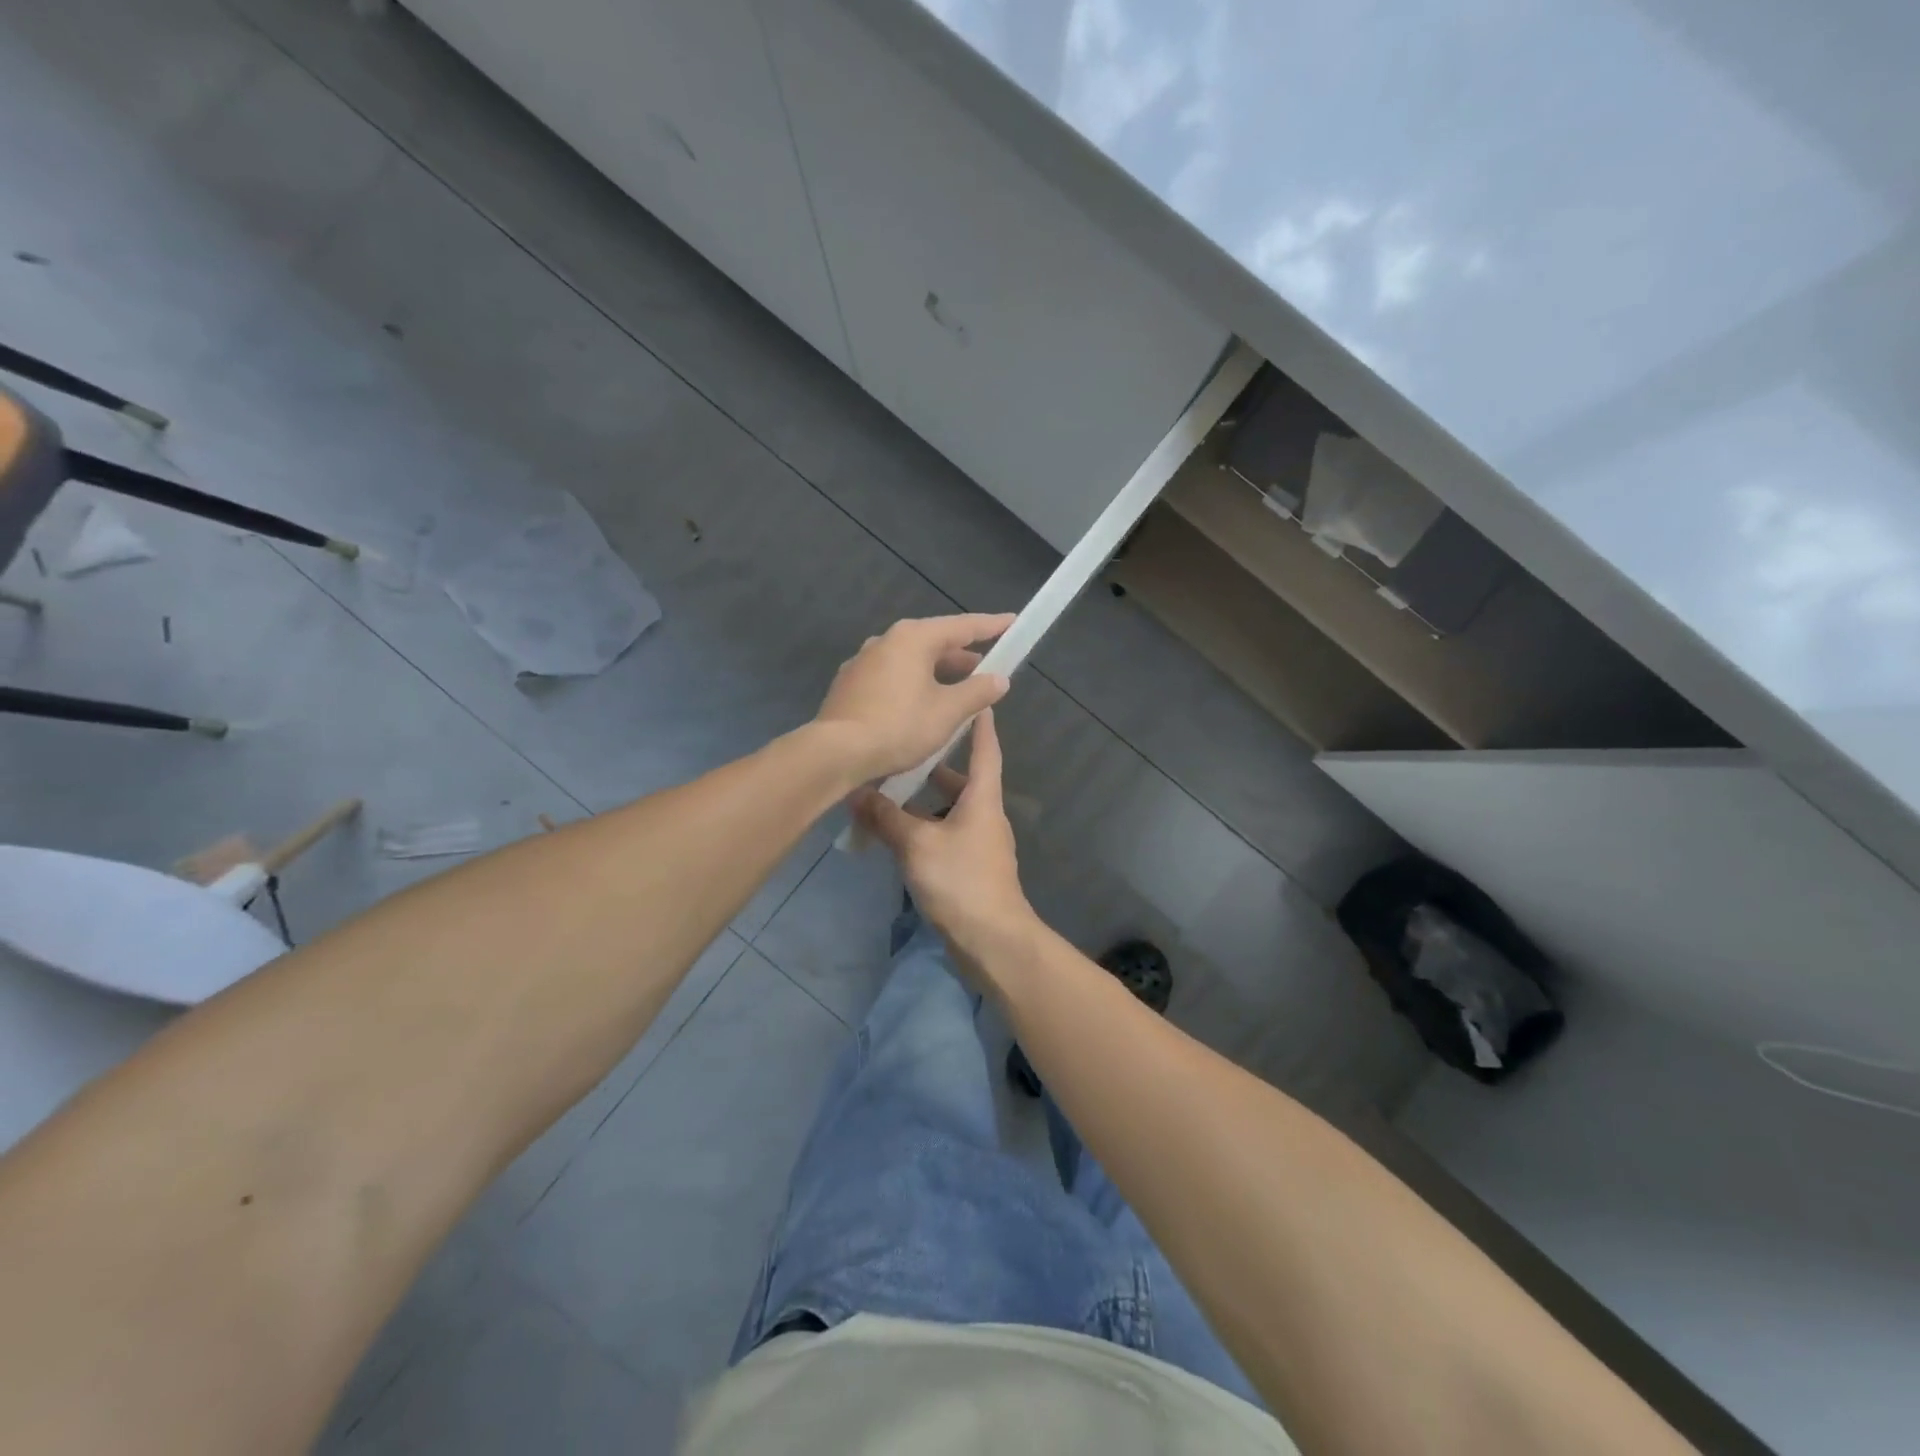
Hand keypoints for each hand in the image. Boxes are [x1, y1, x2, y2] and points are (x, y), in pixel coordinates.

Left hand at [814, 613, 1014, 783]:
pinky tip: (919, 706)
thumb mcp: (948, 712)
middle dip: (961, 656)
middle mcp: (885, 641)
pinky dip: (912, 684)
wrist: (836, 753)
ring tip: (956, 692)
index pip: (961, 626)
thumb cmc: (899, 726)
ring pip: (910, 661)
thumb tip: (999, 679)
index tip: (1011, 622)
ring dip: (936, 673)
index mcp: (912, 638)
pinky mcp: (849, 685)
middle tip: (986, 669)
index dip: (990, 626)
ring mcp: (863, 662)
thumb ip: (977, 692)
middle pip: (933, 642)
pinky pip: (891, 677)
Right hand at [853, 710, 1038, 971]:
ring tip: (888, 790)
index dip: (980, 724)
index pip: (985, 750)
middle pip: (962, 780)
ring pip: (949, 810)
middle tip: (904, 746)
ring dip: (923, 801)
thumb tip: (856, 793)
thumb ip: (886, 818)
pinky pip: (944, 835)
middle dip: (935, 765)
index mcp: (982, 799)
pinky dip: (923, 828)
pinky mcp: (969, 868)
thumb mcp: (917, 844)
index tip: (974, 701)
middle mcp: (985, 815)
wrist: (992, 940)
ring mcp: (979, 843)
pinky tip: (896, 833)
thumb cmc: (960, 880)